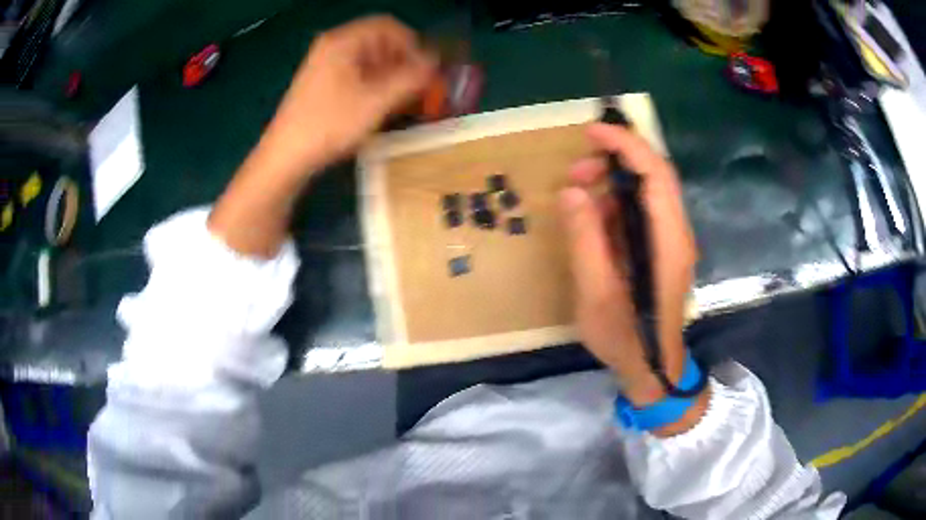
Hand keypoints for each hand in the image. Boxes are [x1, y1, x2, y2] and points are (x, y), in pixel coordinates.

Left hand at [266, 15, 435, 169]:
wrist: (286, 156)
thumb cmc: (330, 125)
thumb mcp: (376, 101)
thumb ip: (411, 78)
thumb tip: (435, 63)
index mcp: (343, 41)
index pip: (388, 26)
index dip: (412, 44)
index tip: (425, 69)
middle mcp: (332, 46)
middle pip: (378, 41)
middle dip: (402, 60)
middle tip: (416, 86)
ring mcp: (324, 64)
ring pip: (368, 58)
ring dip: (390, 74)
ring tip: (401, 99)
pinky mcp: (321, 82)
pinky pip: (356, 72)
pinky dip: (374, 83)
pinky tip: (380, 104)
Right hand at [560, 124, 699, 409]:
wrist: (651, 370)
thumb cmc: (626, 339)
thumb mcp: (596, 294)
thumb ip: (586, 240)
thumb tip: (572, 192)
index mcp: (668, 241)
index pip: (655, 174)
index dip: (627, 145)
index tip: (592, 132)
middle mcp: (676, 233)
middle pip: (654, 176)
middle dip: (615, 161)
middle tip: (575, 172)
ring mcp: (670, 241)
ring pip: (646, 192)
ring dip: (612, 182)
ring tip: (576, 192)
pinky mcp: (660, 249)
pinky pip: (639, 213)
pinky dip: (614, 204)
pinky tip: (591, 218)